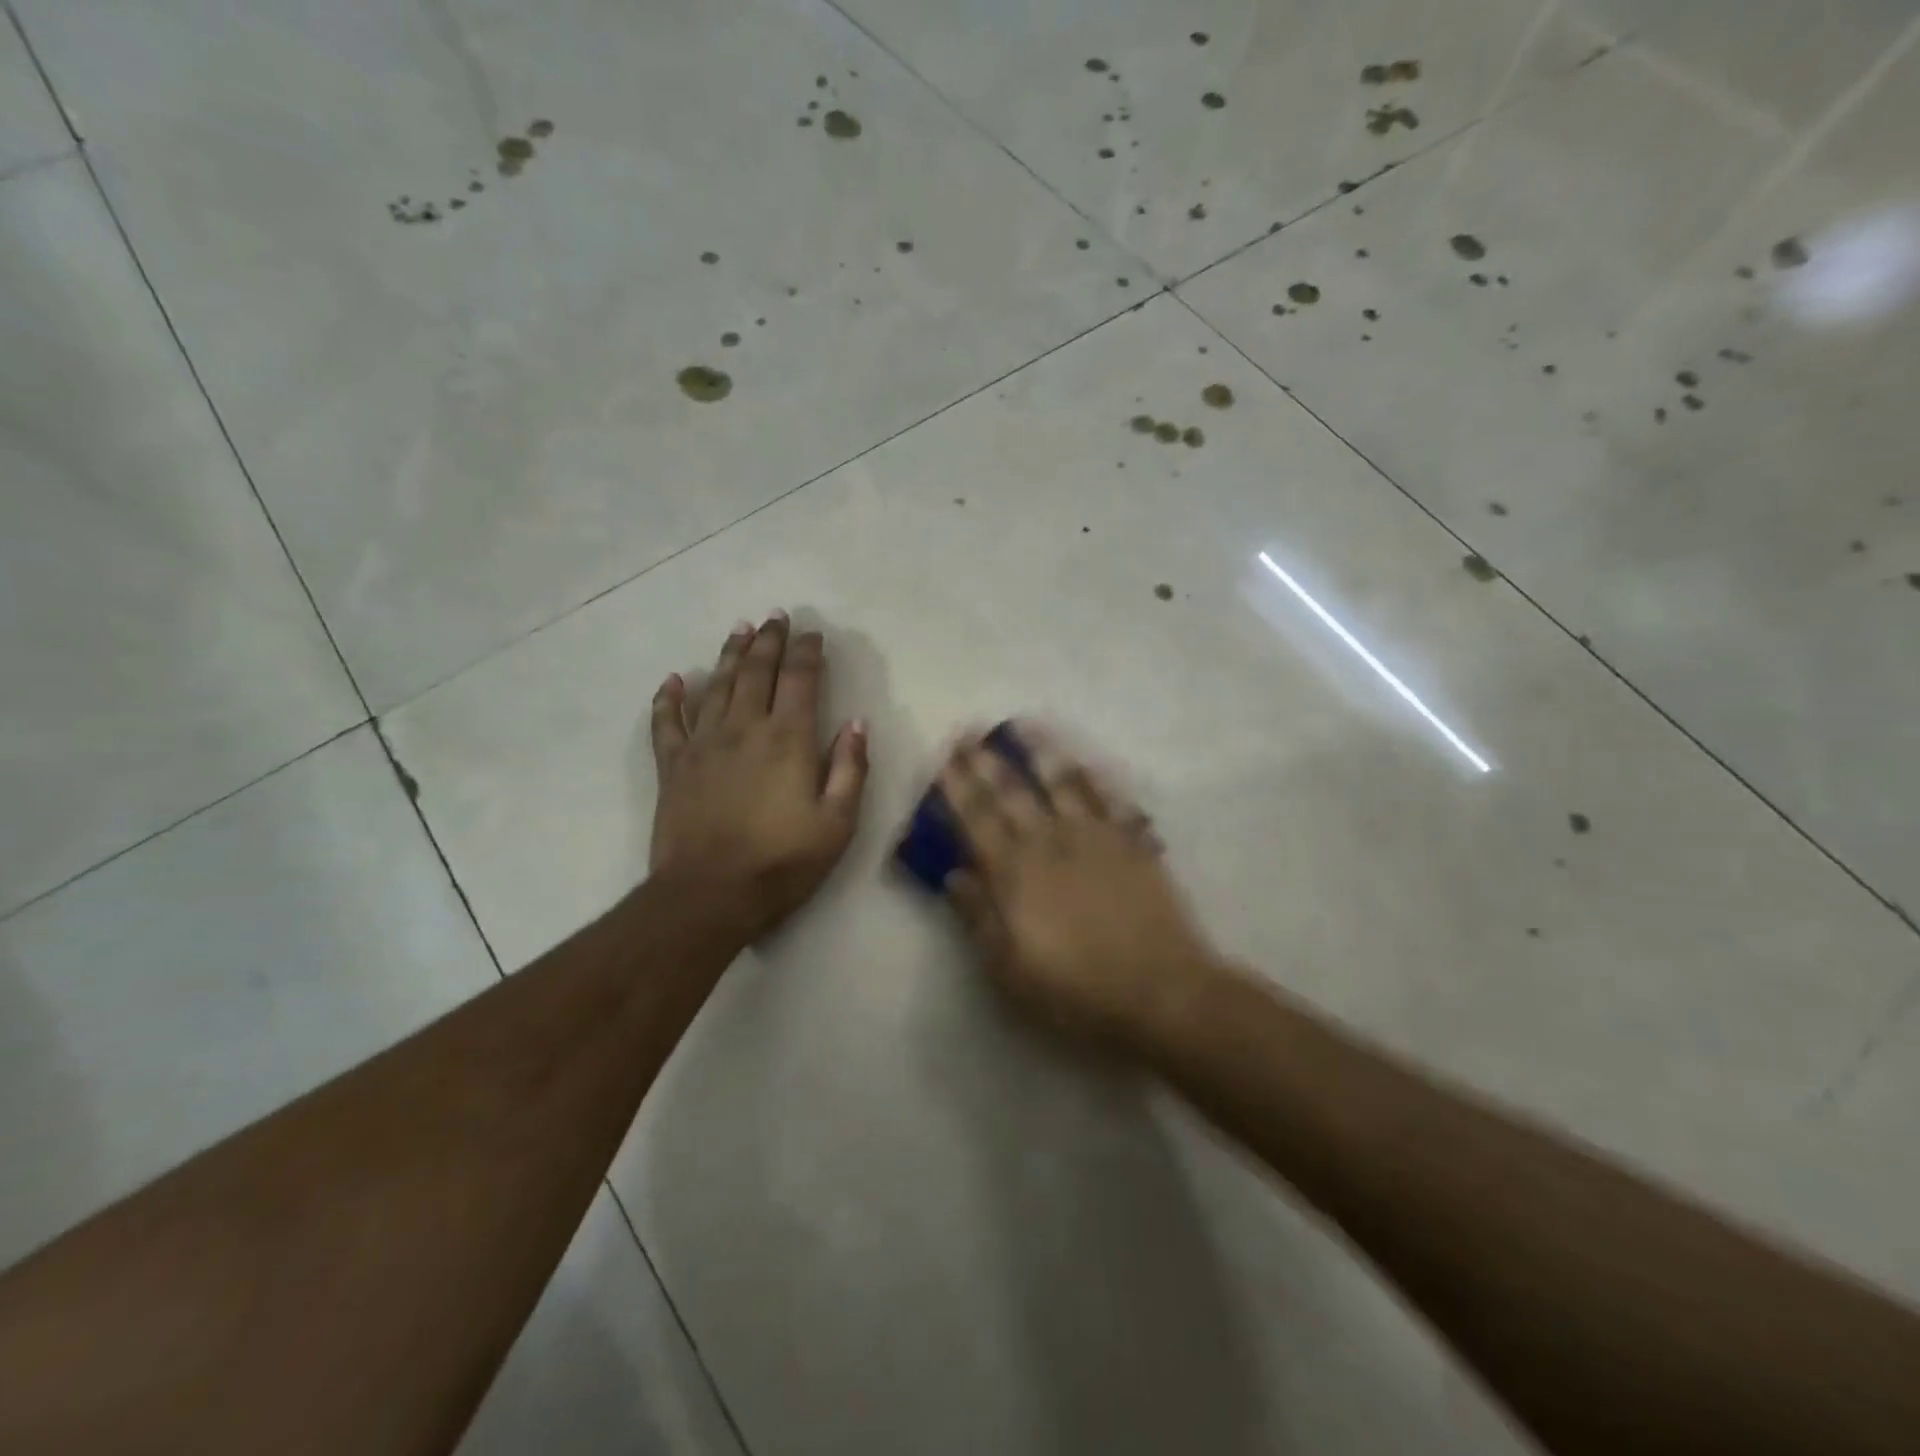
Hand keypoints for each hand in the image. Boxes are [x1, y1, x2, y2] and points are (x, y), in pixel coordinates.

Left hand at [650, 612, 868, 941]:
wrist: (710, 895)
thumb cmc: (782, 862)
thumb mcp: (837, 823)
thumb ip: (851, 769)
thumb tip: (857, 724)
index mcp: (788, 739)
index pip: (800, 680)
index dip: (807, 652)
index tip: (813, 634)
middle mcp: (745, 728)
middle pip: (756, 671)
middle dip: (768, 641)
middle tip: (775, 617)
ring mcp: (703, 744)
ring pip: (716, 686)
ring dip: (729, 655)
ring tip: (739, 630)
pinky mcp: (673, 766)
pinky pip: (667, 722)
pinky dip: (669, 698)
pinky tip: (674, 680)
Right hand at [938, 725, 1225, 1049]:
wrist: (1160, 992)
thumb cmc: (1075, 990)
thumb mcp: (1009, 969)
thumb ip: (978, 917)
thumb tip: (953, 875)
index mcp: (1014, 873)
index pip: (976, 819)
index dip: (957, 786)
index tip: (944, 758)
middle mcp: (1050, 842)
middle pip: (1012, 792)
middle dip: (987, 760)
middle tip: (970, 732)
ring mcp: (1095, 838)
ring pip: (1062, 783)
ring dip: (1039, 752)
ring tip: (1022, 726)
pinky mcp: (1132, 844)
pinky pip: (1110, 799)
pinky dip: (1093, 777)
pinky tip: (1083, 762)